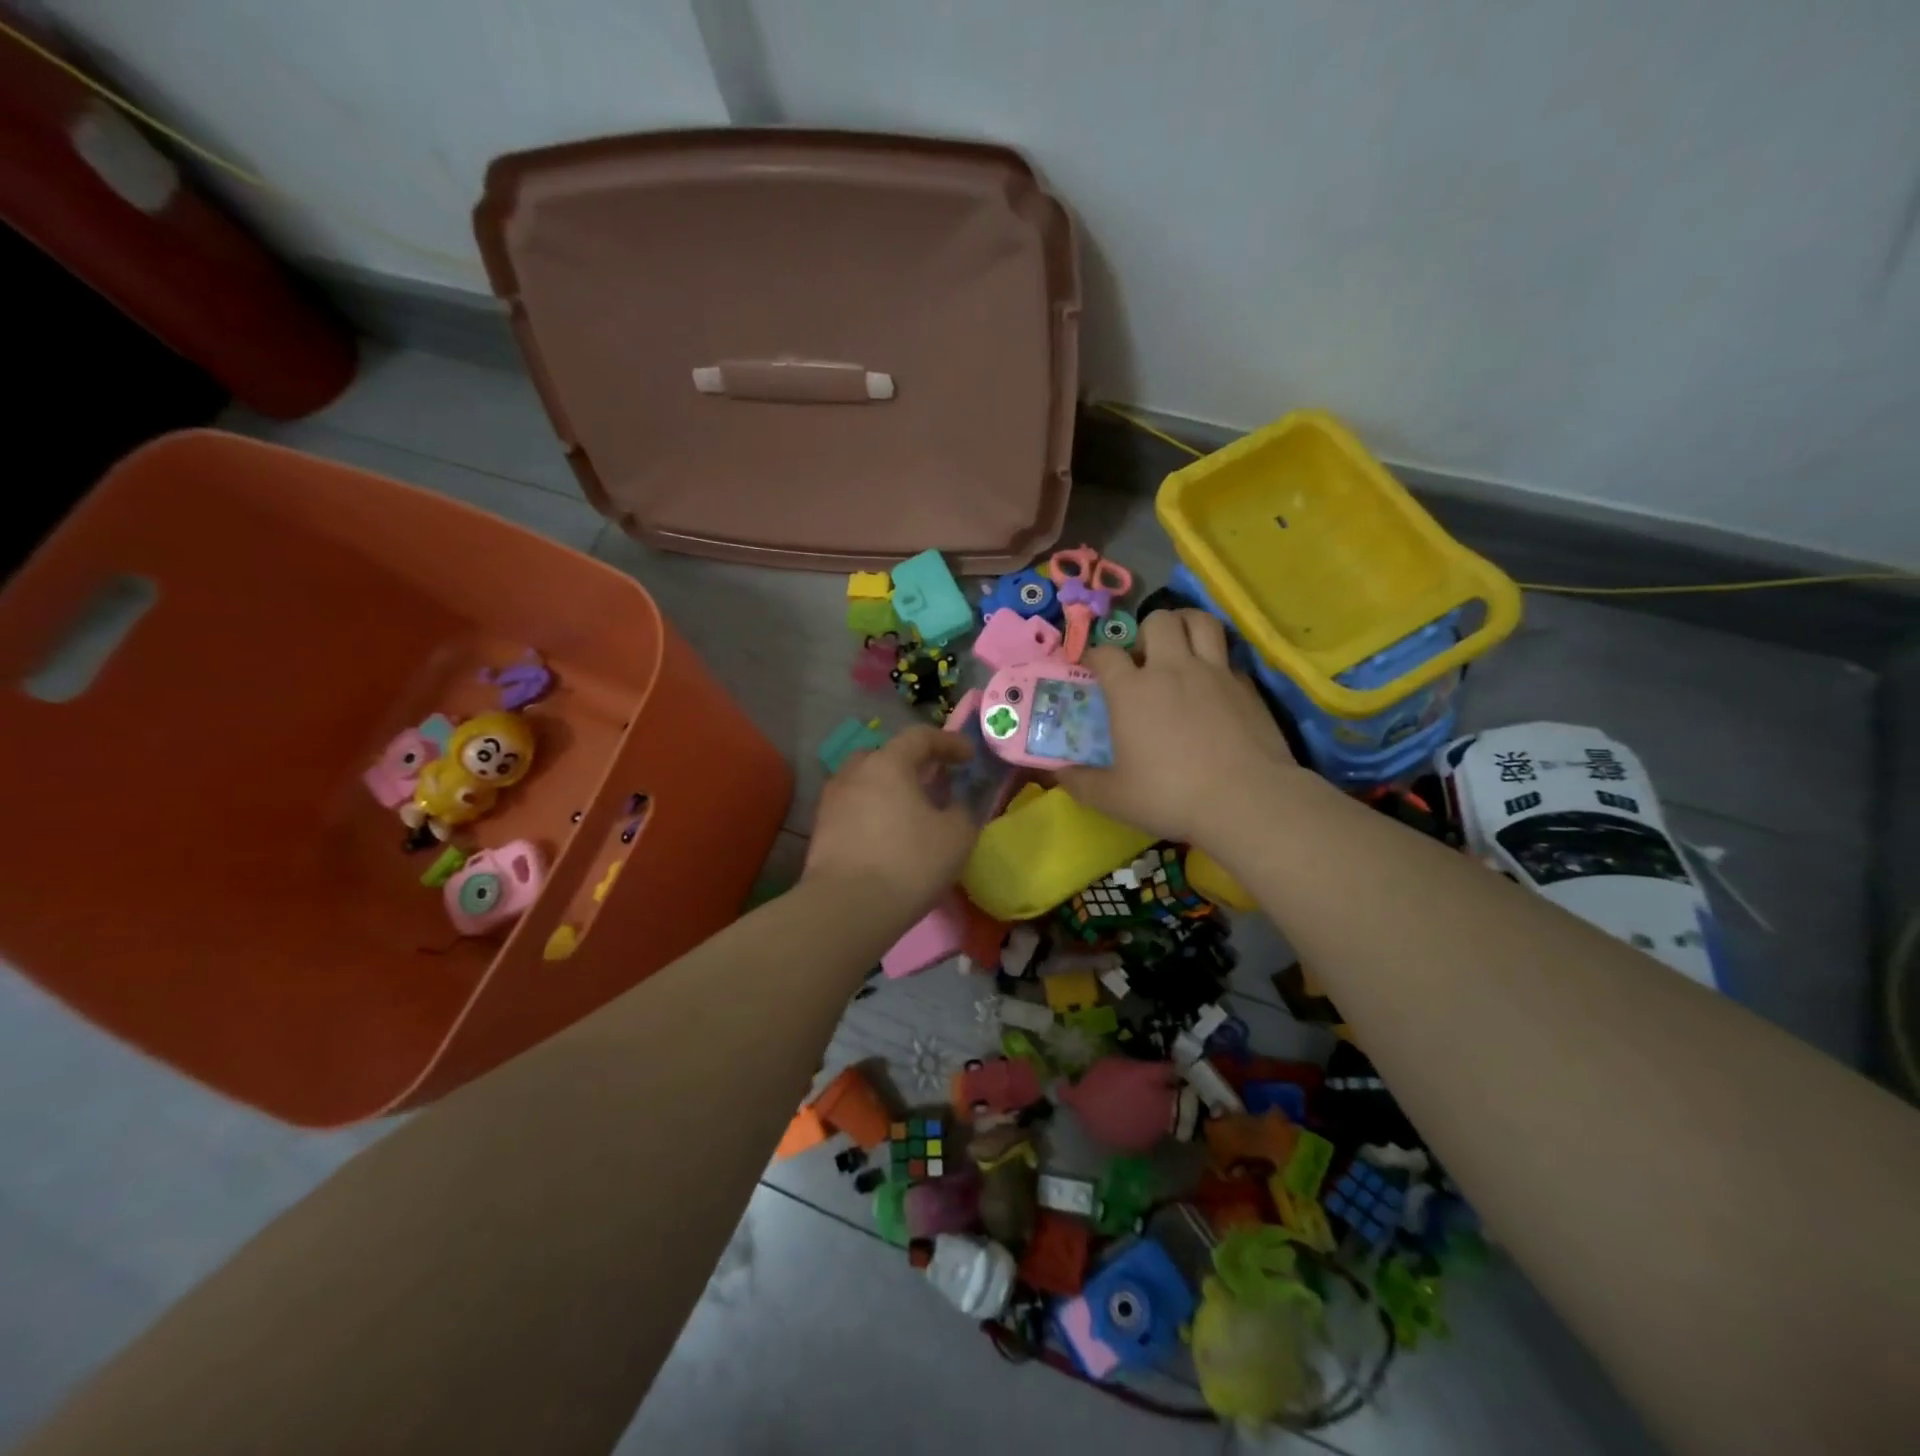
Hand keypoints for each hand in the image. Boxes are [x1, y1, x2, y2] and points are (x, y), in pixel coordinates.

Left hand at [802, 726, 980, 915]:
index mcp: (888, 763)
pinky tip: (888, 835)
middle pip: (886, 755)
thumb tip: (953, 806)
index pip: (920, 737)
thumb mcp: (956, 835)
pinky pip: (854, 809)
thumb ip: (961, 811)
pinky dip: (874, 813)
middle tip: (934, 781)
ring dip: (890, 789)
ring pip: (866, 783)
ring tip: (910, 811)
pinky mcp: (821, 831)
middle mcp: (854, 773)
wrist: (847, 907)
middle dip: (912, 764)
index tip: (968, 756)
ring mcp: (832, 801)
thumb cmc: (909, 862)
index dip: (948, 742)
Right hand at [1057, 609, 1301, 846]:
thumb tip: (1056, 773)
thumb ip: (1080, 782)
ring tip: (1180, 645)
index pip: (1105, 653)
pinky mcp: (1246, 685)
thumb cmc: (1169, 795)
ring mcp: (1213, 672)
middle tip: (1143, 658)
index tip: (1092, 667)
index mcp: (1132, 690)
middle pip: (1157, 621)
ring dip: (1185, 625)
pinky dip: (1215, 660)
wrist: (1246, 800)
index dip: (1094, 655)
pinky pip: (1227, 655)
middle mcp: (1171, 669)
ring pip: (1199, 621)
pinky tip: (1212, 684)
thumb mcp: (1113, 797)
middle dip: (1145, 631)